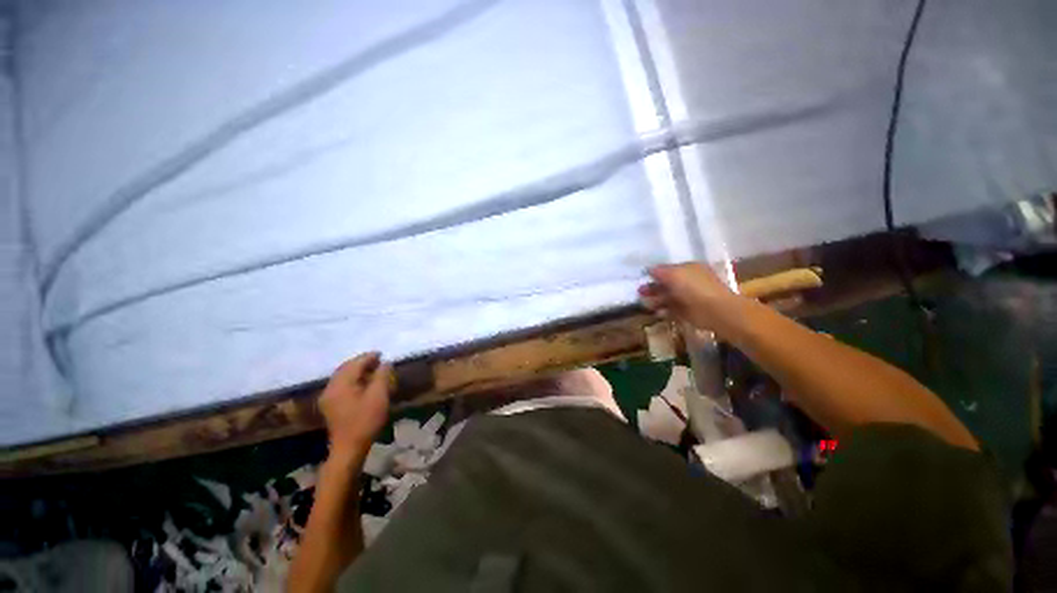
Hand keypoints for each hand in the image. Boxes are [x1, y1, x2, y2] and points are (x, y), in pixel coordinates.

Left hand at [318, 352, 390, 461]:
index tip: (382, 355)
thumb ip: (382, 378)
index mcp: (341, 381)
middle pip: (346, 368)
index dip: (369, 357)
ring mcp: (327, 396)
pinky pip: (339, 387)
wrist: (348, 448)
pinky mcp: (328, 406)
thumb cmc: (364, 423)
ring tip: (370, 375)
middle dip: (361, 364)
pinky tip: (359, 389)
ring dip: (355, 374)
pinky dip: (350, 383)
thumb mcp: (378, 399)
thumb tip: (385, 363)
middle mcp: (330, 385)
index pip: (355, 363)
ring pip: (341, 377)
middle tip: (376, 364)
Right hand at [638, 263, 737, 332]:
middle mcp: (689, 281)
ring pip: (670, 297)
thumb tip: (649, 269)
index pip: (669, 269)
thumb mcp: (675, 274)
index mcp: (689, 268)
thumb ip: (661, 272)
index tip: (642, 278)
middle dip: (654, 287)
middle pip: (668, 283)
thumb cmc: (695, 288)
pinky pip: (674, 310)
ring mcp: (690, 297)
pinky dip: (665, 311)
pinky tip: (657, 313)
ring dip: (658, 300)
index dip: (655, 273)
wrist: (716, 311)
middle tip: (640, 292)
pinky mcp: (689, 313)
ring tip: (645, 304)